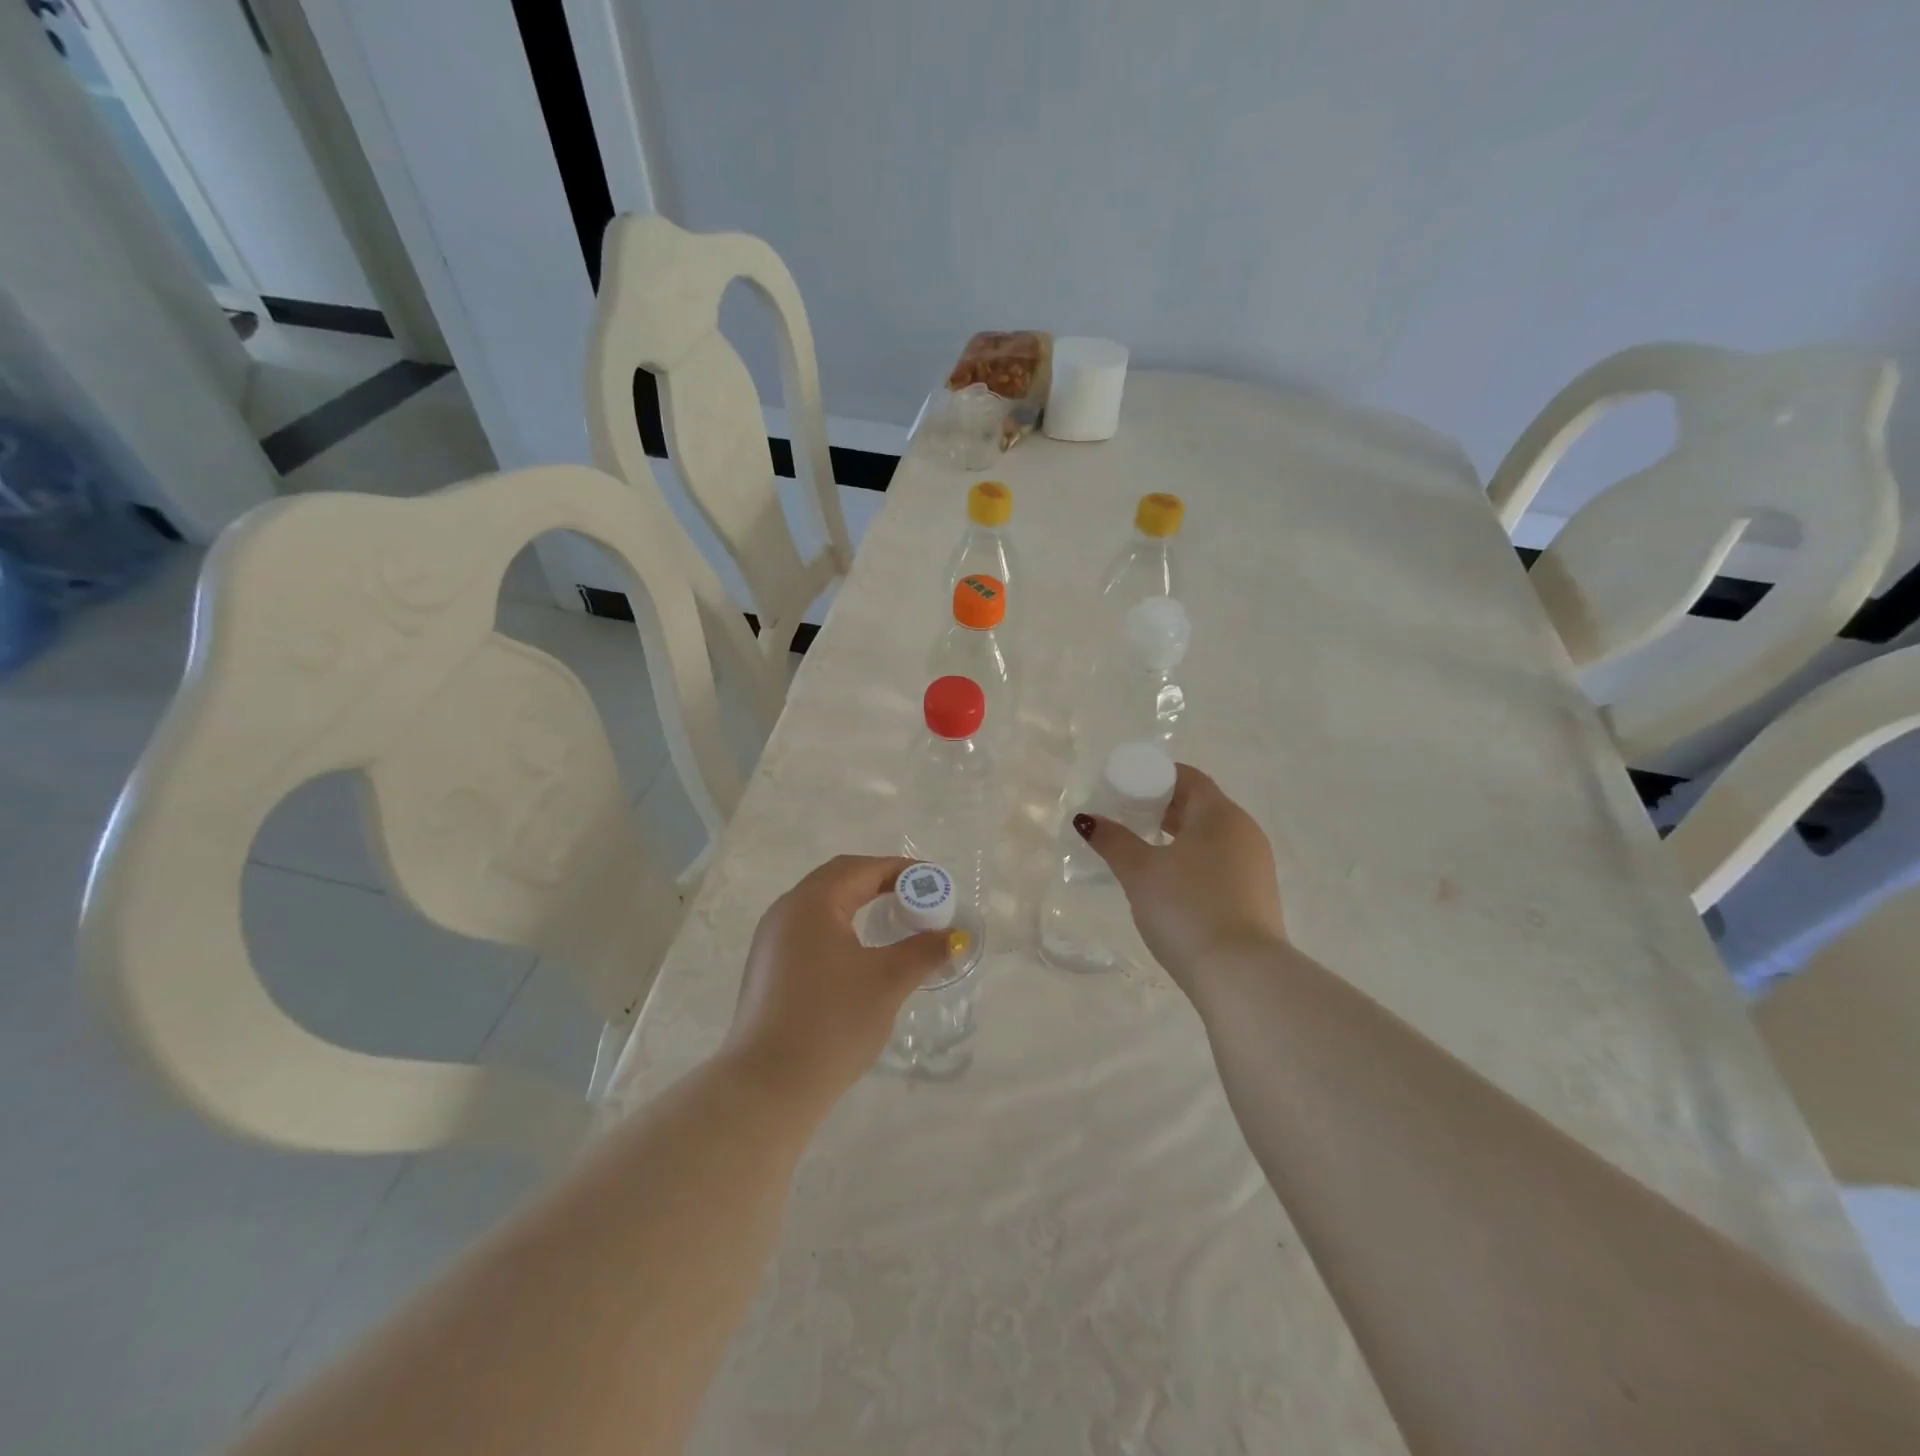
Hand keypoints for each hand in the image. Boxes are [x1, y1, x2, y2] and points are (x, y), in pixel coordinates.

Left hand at [724, 855, 951, 1103]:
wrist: (768, 1086)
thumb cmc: (832, 1021)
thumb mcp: (887, 982)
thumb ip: (924, 951)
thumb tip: (956, 936)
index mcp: (812, 902)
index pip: (862, 869)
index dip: (900, 870)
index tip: (933, 881)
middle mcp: (785, 911)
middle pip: (838, 880)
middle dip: (879, 882)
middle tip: (916, 897)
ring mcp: (770, 940)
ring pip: (821, 906)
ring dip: (857, 903)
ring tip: (891, 920)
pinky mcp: (767, 968)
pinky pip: (808, 930)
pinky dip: (839, 927)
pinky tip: (857, 952)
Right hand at [1074, 764, 1285, 994]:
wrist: (1241, 975)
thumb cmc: (1187, 908)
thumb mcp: (1140, 872)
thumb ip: (1113, 841)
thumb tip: (1087, 819)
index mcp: (1220, 814)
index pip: (1188, 778)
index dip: (1155, 778)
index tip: (1125, 789)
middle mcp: (1245, 832)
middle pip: (1200, 806)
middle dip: (1162, 808)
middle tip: (1126, 819)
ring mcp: (1256, 866)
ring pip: (1211, 837)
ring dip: (1178, 837)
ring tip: (1143, 851)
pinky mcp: (1256, 897)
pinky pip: (1220, 863)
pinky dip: (1194, 862)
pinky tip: (1171, 884)